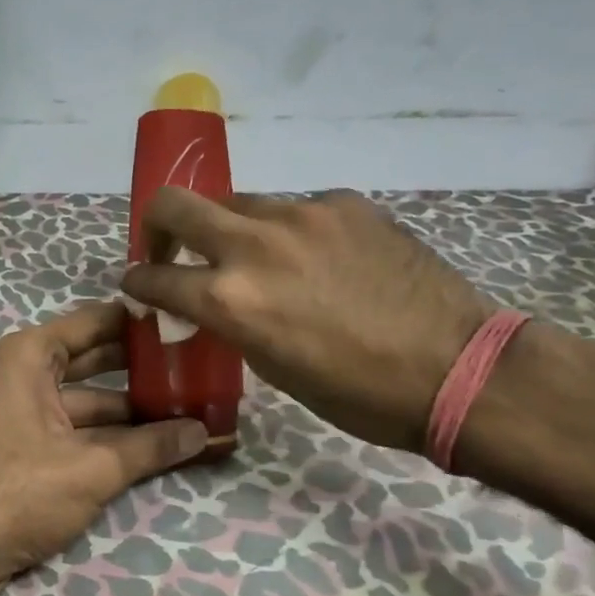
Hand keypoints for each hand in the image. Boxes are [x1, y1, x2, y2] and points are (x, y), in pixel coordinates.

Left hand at [0, 300, 208, 595]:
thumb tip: (205, 433)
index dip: (141, 323)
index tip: (187, 322)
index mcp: (29, 356)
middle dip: (144, 369)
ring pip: (90, 401)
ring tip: (190, 412)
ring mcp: (23, 412)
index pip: (97, 322)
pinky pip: (77, 429)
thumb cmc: (16, 492)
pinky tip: (155, 445)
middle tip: (198, 369)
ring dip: (133, 411)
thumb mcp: (91, 468)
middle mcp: (24, 374)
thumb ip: (151, 447)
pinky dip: (111, 437)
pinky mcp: (26, 447)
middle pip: (96, 361)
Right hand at [121, 188, 489, 451]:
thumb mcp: (273, 368)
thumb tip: (213, 303)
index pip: (155, 276)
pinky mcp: (343, 202)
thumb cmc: (358, 393)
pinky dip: (292, 232)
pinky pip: (297, 209)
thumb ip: (230, 322)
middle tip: (172, 247)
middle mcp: (254, 244)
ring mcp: (302, 214)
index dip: (138, 281)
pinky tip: (322, 260)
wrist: (456, 367)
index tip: (139, 283)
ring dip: (232, 229)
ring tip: (261, 259)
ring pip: (239, 203)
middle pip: (174, 203)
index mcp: (230, 299)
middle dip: (158, 224)